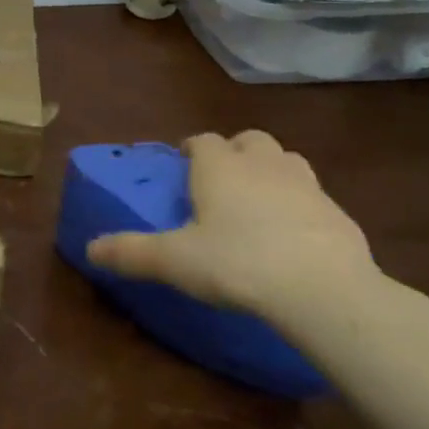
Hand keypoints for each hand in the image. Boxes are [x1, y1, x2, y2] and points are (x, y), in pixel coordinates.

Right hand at [87, 131, 375, 319]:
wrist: (322, 289)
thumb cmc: (237, 263)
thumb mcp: (174, 260)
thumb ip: (131, 252)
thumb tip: (90, 248)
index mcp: (220, 167)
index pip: (202, 140)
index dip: (191, 148)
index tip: (182, 164)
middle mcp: (262, 164)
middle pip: (249, 140)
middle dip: (234, 151)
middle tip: (222, 179)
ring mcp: (306, 184)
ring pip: (285, 160)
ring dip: (270, 170)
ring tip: (258, 199)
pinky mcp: (338, 212)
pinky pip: (313, 196)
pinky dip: (299, 204)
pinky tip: (292, 234)